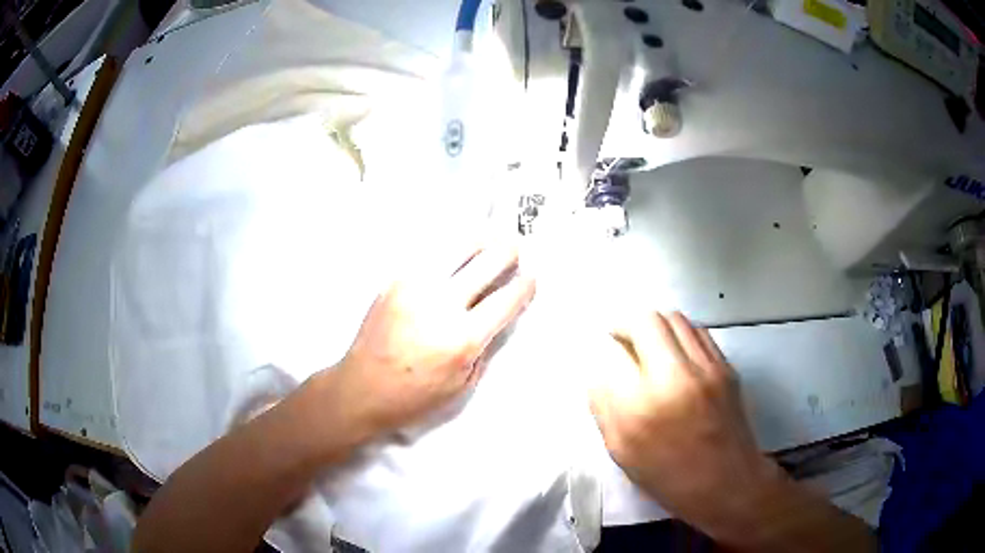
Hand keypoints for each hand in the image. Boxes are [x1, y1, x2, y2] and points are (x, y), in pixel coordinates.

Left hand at [335, 242, 534, 436]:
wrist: (362, 388)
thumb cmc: (414, 397)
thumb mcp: (462, 384)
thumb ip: (484, 345)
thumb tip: (497, 312)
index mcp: (462, 338)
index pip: (506, 299)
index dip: (525, 285)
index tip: (531, 278)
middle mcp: (441, 305)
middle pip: (487, 261)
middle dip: (509, 251)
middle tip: (515, 248)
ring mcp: (414, 287)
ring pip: (457, 245)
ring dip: (480, 239)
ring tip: (490, 236)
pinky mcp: (395, 280)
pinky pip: (429, 252)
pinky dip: (449, 247)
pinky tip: (456, 247)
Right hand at [590, 311, 784, 542]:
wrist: (728, 483)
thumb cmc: (668, 477)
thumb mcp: (621, 451)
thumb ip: (604, 406)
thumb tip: (599, 370)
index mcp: (640, 407)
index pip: (613, 352)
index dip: (606, 350)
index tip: (607, 357)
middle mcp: (675, 378)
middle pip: (645, 321)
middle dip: (627, 325)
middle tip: (623, 342)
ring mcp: (706, 368)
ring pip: (674, 318)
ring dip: (655, 327)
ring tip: (651, 347)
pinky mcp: (726, 366)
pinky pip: (698, 331)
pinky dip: (680, 334)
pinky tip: (677, 355)